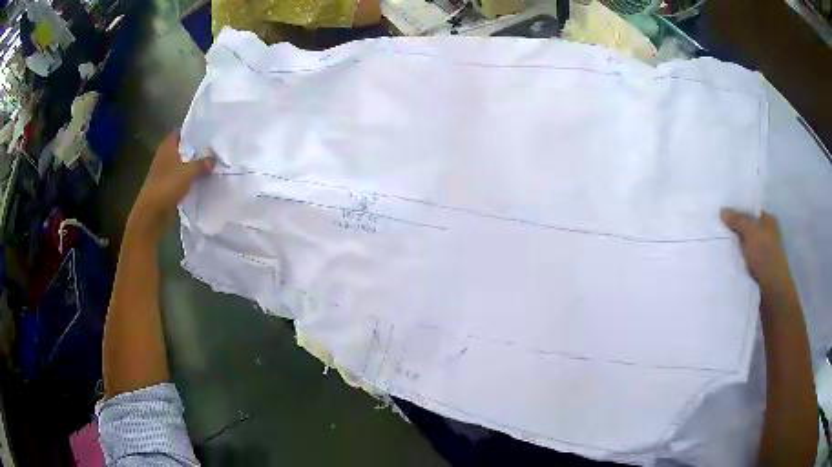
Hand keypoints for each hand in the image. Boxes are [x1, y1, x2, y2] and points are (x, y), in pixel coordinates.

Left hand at [128, 131, 213, 239]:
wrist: (152, 215)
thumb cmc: (167, 187)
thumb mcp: (188, 173)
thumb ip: (202, 164)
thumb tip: (213, 159)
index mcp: (167, 147)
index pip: (180, 132)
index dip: (192, 130)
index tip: (206, 131)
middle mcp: (164, 157)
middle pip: (182, 148)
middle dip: (195, 148)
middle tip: (213, 147)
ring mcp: (165, 173)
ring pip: (182, 164)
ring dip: (193, 165)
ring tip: (210, 163)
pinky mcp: (167, 188)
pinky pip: (181, 179)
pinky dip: (189, 179)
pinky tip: (201, 180)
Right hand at [720, 209, 795, 300]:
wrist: (771, 292)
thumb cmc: (765, 256)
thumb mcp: (751, 232)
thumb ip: (738, 220)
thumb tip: (722, 211)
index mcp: (769, 222)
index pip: (752, 212)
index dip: (739, 211)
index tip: (723, 214)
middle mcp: (767, 236)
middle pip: (748, 230)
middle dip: (735, 231)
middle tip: (718, 229)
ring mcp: (763, 255)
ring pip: (745, 247)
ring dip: (735, 249)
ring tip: (719, 247)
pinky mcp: (757, 272)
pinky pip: (744, 263)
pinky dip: (736, 262)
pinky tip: (726, 262)